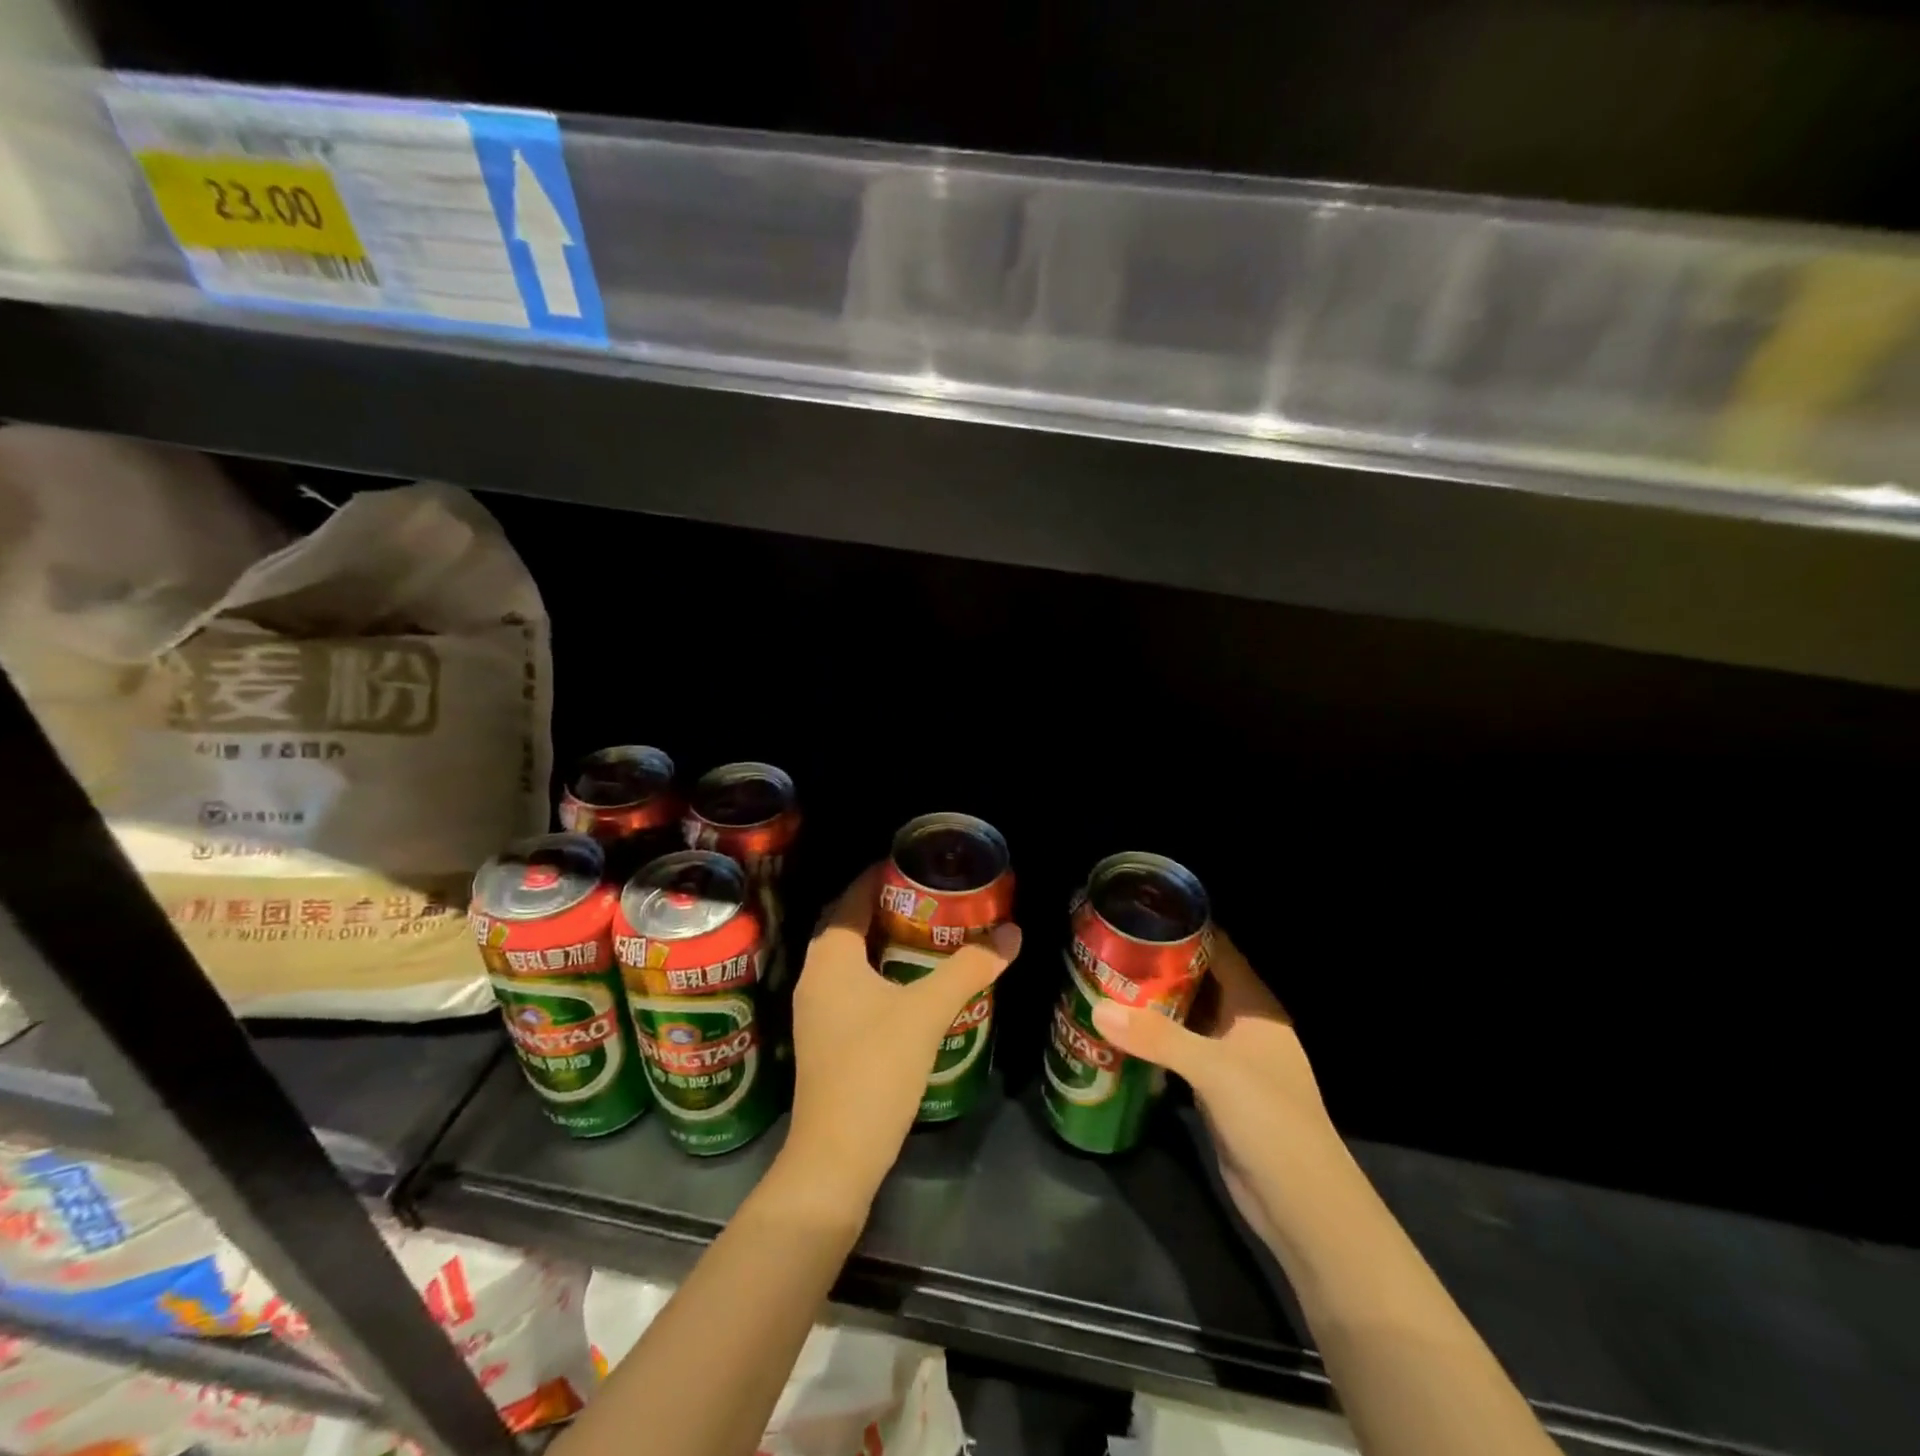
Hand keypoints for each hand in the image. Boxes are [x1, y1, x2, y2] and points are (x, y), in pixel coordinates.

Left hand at [777, 865, 1021, 1221]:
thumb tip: (1013, 932)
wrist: (836, 1156)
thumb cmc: (876, 1069)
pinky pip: (850, 985)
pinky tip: (909, 983)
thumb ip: (970, 968)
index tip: (912, 864)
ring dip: (881, 940)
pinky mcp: (825, 1038)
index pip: (850, 898)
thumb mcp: (928, 1012)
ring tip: (926, 932)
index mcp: (830, 958)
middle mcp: (814, 976)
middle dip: (885, 906)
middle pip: (848, 925)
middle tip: (929, 897)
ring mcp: (816, 1010)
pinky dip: (877, 971)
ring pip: (849, 958)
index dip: (878, 876)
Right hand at [1091, 929, 1337, 1245]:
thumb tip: (1098, 1009)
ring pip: (1185, 1017)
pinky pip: (1179, 1051)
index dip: (1183, 928)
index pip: (1218, 949)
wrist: (1301, 1204)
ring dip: (1152, 1004)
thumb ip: (1156, 1038)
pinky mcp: (1215, 1088)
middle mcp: (1242, 1023)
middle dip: (1157, 965)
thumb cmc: (1270, 1119)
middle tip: (1109, 949)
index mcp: (1254, 1005)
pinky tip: (1119, 1033)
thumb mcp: (1213, 1070)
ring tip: (1104, 982)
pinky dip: (1154, 1040)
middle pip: (1197, 980)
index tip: (1137, 914)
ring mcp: (1230, 1057)